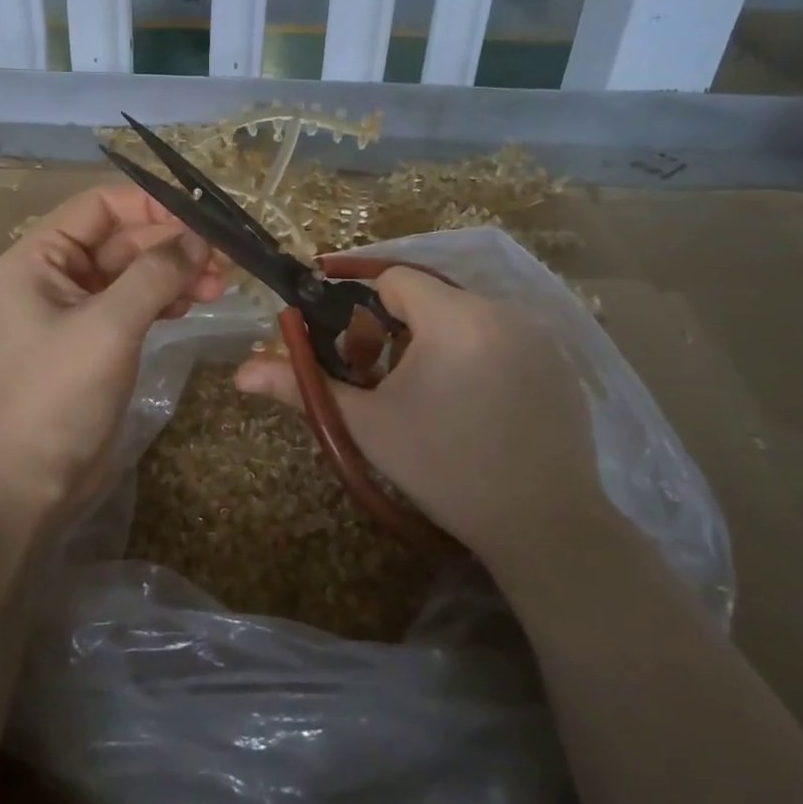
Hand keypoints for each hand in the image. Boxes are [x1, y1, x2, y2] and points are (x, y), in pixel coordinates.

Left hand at [0, 185, 226, 535]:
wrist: (28, 484)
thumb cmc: (57, 395)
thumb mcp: (108, 327)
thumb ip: (155, 274)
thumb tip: (200, 239)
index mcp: (40, 257)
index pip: (101, 206)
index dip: (152, 204)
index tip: (203, 218)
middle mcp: (56, 275)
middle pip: (123, 239)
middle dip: (172, 246)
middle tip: (225, 261)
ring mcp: (77, 310)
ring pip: (135, 273)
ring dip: (175, 274)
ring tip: (218, 288)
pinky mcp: (97, 342)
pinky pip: (136, 305)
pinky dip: (166, 301)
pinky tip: (193, 307)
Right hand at [235, 267, 599, 565]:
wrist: (542, 524)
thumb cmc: (444, 469)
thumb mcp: (367, 426)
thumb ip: (304, 387)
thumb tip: (241, 371)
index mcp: (454, 317)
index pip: (394, 279)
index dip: (364, 309)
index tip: (356, 352)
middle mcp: (502, 309)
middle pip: (430, 297)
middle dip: (400, 330)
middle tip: (389, 383)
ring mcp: (539, 334)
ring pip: (466, 316)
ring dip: (439, 341)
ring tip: (434, 398)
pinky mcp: (560, 359)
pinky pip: (502, 336)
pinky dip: (478, 354)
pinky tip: (478, 406)